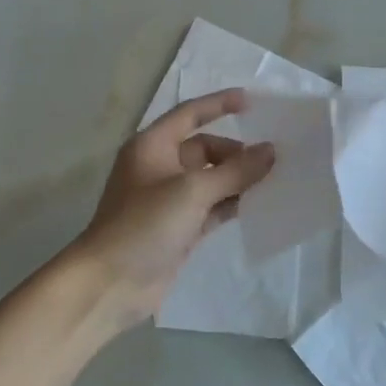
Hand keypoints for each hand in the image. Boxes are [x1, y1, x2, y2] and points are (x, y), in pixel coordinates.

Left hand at [72, 89, 274, 327]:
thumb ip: (236, 171)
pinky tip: (259, 206)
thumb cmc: (145, 224)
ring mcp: (168, 199)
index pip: (190, 114)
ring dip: (238, 179)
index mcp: (153, 146)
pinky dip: (232, 204)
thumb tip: (270, 150)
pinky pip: (211, 206)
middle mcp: (159, 167)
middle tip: (273, 159)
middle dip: (236, 152)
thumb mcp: (193, 191)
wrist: (110, 284)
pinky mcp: (178, 227)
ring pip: (211, 179)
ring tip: (275, 180)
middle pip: (205, 148)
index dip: (219, 104)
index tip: (252, 101)